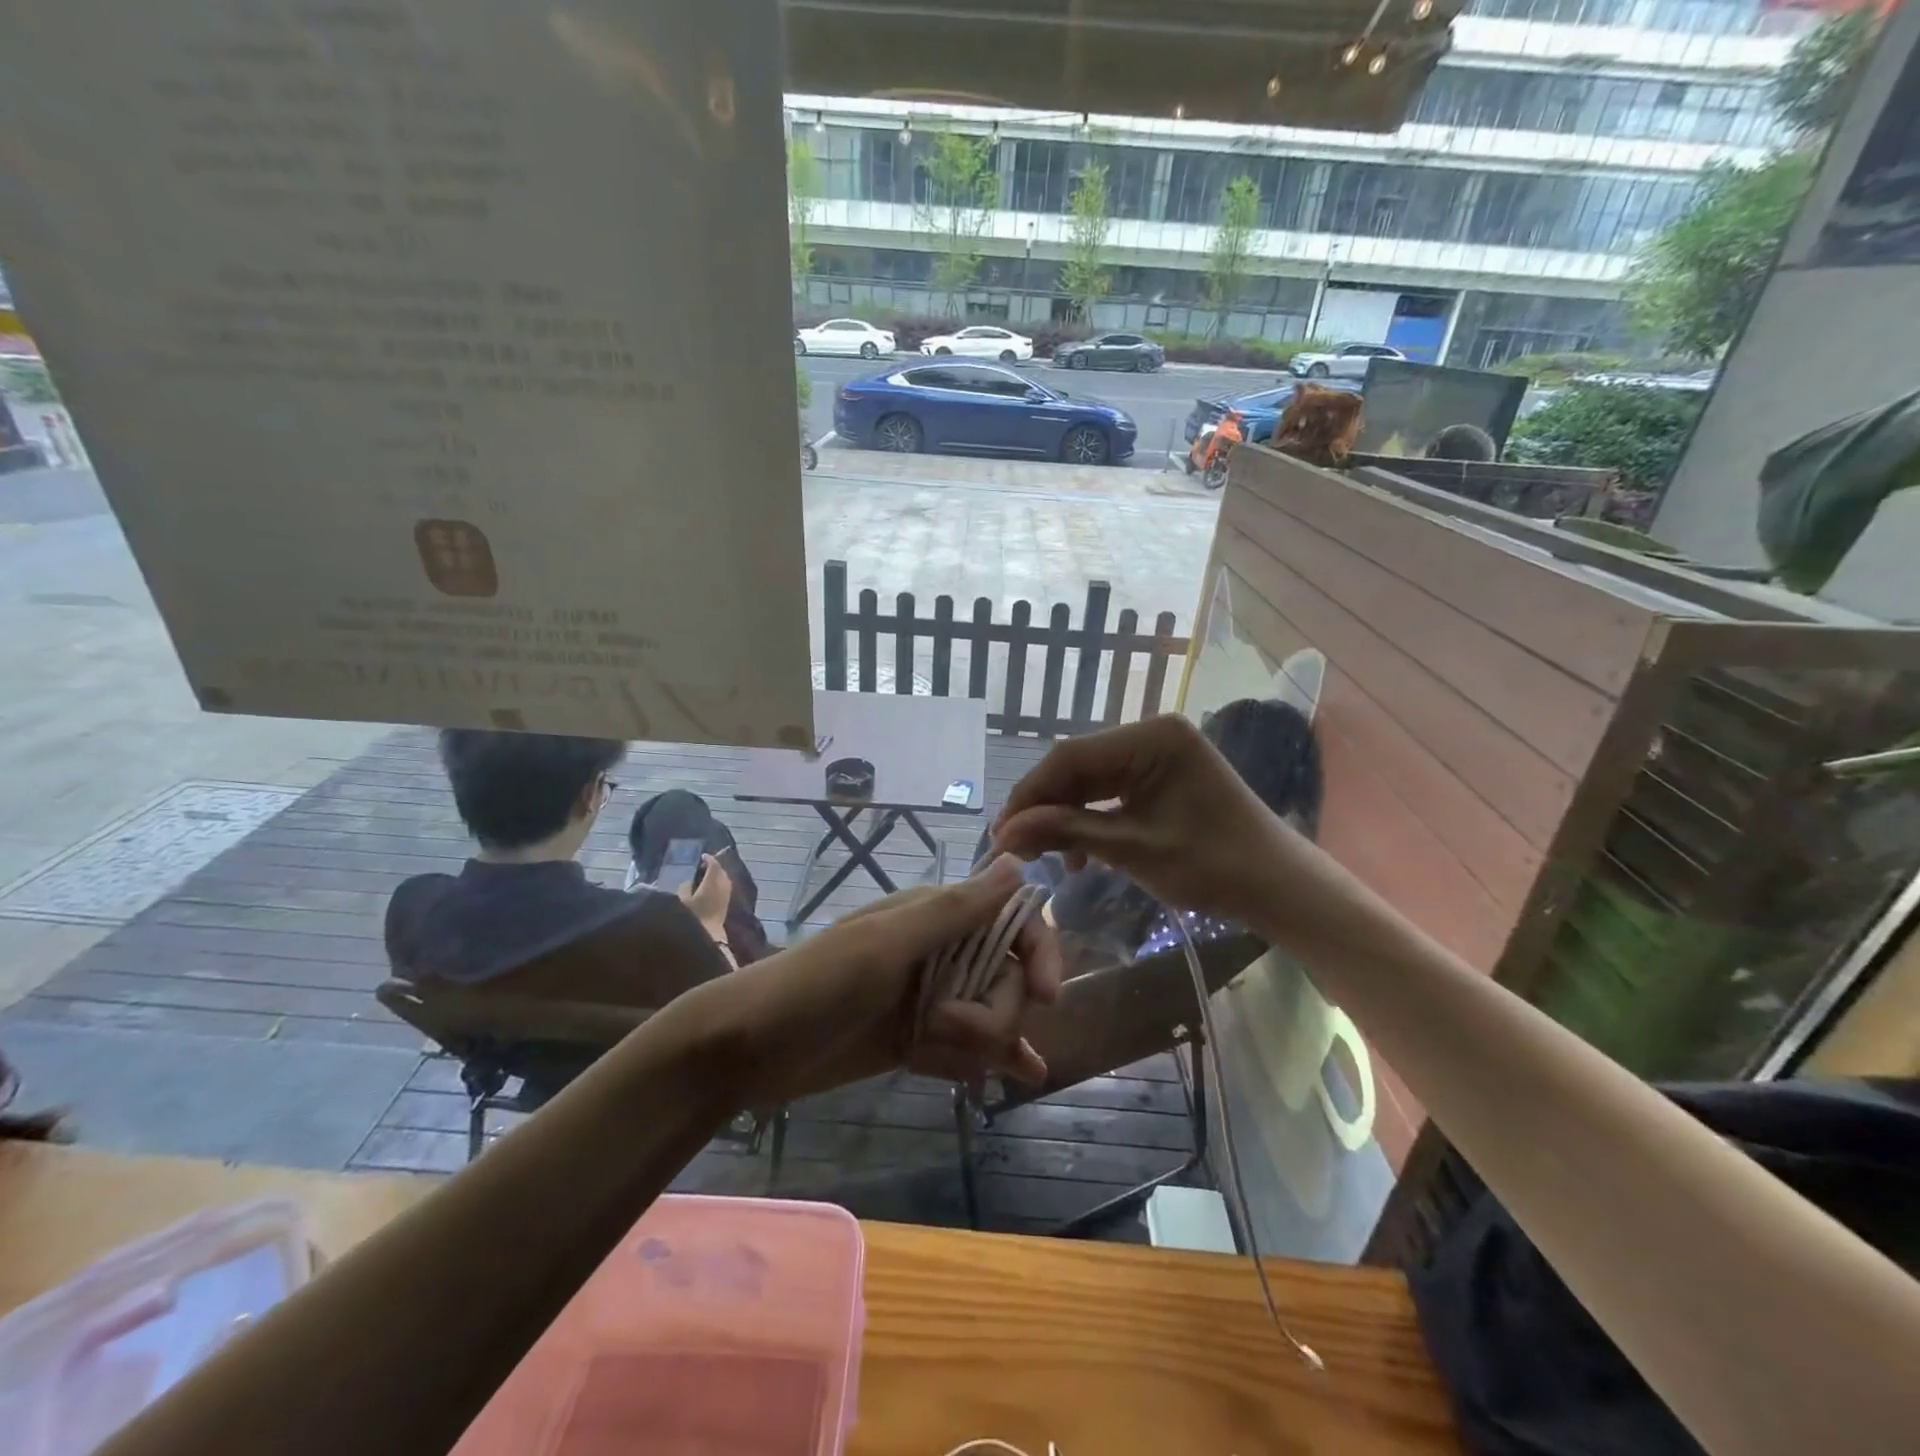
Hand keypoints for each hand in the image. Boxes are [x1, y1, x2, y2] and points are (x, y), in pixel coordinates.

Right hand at [676, 854, 732, 935]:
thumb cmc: (693, 916)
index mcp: (712, 880)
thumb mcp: (682, 900)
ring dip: (717, 874)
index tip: (702, 856)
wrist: (708, 934)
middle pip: (721, 870)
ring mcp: (727, 893)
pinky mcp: (727, 902)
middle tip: (703, 865)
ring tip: (706, 875)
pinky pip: (725, 885)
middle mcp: (723, 884)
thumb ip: (685, 886)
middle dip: (714, 865)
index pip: (713, 865)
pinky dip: (719, 882)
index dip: (708, 859)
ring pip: (724, 878)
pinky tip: (711, 887)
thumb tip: (689, 880)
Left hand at [685, 854, 1060, 1106]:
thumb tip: (1018, 863)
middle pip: (1006, 979)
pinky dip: (994, 1058)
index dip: (1039, 952)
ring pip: (990, 1015)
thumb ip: (955, 910)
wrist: (747, 1048)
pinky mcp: (915, 1038)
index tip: (1047, 997)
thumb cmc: (815, 985)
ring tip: (936, 1056)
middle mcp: (940, 951)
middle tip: (942, 1029)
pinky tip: (1023, 1075)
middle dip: (991, 1013)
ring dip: (981, 1042)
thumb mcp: (886, 945)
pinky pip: (968, 1046)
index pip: (1012, 922)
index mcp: (935, 916)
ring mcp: (928, 997)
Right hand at [992, 714, 1334, 935]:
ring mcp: (1157, 753)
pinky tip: (1079, 852)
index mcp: (1152, 738)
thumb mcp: (1132, 849)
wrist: (1278, 887)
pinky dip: (1089, 819)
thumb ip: (1066, 832)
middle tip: (1015, 847)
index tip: (1001, 833)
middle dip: (1045, 807)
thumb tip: (1004, 832)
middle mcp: (1152, 734)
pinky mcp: (1160, 775)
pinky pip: (1110, 790)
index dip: (1030, 794)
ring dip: (1064, 816)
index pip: (1070, 756)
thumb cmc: (1213, 866)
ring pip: (1090, 779)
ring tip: (1045, 855)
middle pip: (1077, 765)